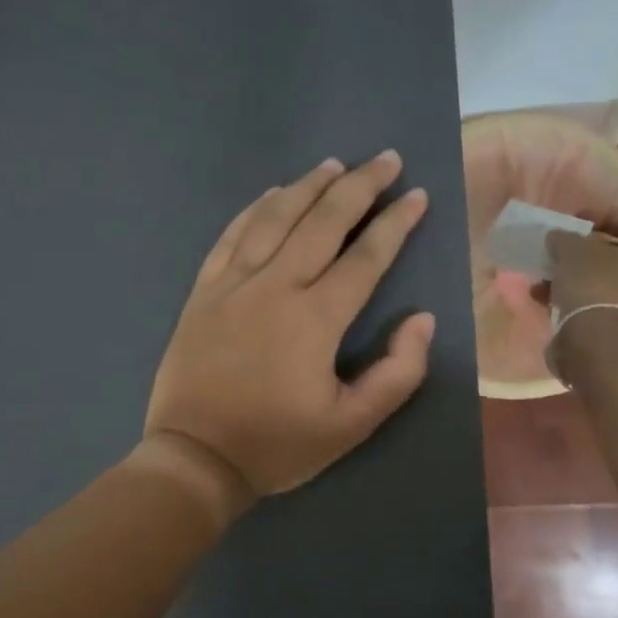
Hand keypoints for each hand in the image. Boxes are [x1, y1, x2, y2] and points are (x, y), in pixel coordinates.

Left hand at [144, 151, 436, 498]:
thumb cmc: (276, 445)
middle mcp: (274, 287)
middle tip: (385, 159)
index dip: (395, 223)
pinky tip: (272, 194)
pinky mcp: (203, 292)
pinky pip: (231, 236)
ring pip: (274, 218)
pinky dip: (254, 209)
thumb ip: (397, 373)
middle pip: (322, 222)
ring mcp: (232, 284)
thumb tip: (423, 320)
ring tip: (334, 164)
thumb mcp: (351, 426)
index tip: (418, 195)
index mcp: (315, 318)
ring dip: (308, 187)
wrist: (195, 458)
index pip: (365, 257)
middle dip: (359, 186)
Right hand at [542, 211, 617, 328]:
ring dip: (569, 276)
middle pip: (615, 254)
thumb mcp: (573, 251)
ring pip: (598, 281)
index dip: (606, 215)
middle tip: (558, 249)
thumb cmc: (592, 286)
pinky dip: (568, 298)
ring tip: (542, 277)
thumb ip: (565, 238)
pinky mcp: (614, 327)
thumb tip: (558, 236)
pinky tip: (541, 299)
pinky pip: (590, 304)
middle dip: (582, 250)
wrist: (596, 344)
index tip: (576, 221)